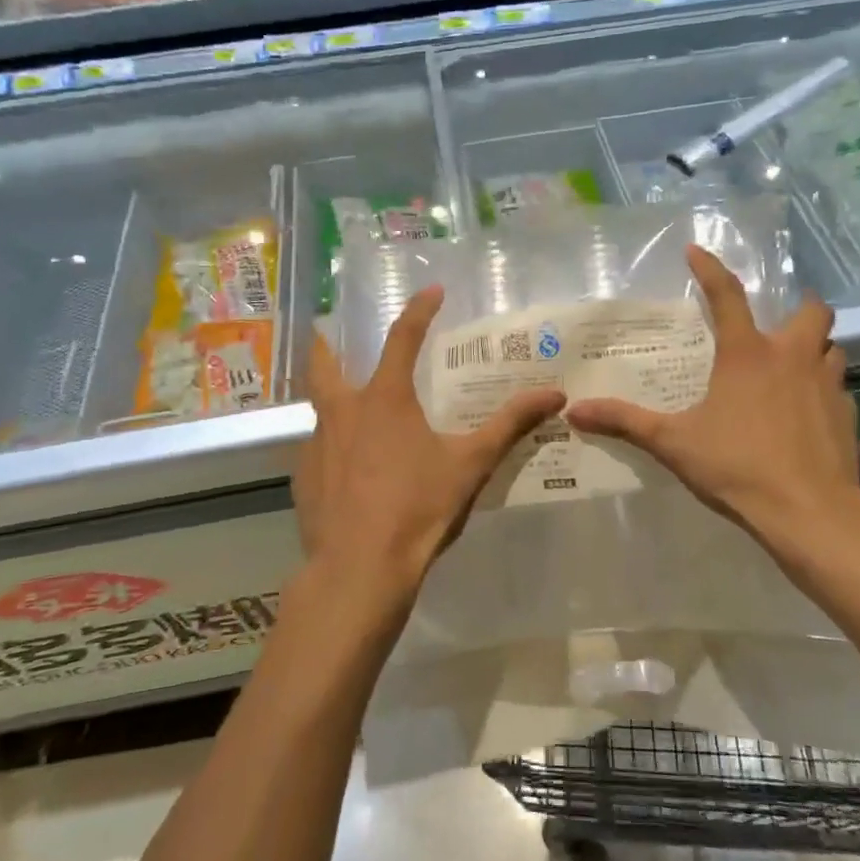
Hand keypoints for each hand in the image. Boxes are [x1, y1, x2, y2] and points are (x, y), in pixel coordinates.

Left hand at [294, 285, 565, 606]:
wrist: (360, 569)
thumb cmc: (418, 507)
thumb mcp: (471, 463)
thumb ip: (511, 425)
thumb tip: (555, 394)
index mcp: (384, 399)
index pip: (402, 338)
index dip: (419, 311)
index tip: (432, 291)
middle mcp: (343, 412)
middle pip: (325, 363)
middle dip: (328, 342)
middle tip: (330, 330)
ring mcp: (317, 446)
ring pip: (320, 410)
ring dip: (333, 400)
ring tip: (353, 411)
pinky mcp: (304, 479)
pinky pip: (318, 450)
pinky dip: (334, 447)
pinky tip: (349, 469)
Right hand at [565, 245, 859, 563]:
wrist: (808, 510)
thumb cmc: (737, 466)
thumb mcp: (673, 443)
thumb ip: (625, 422)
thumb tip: (575, 411)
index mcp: (747, 354)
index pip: (726, 295)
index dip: (709, 268)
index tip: (695, 250)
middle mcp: (792, 357)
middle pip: (812, 311)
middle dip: (800, 308)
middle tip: (778, 324)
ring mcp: (827, 385)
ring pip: (831, 348)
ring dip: (815, 349)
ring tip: (793, 366)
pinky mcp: (846, 415)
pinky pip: (838, 388)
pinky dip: (823, 390)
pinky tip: (807, 413)